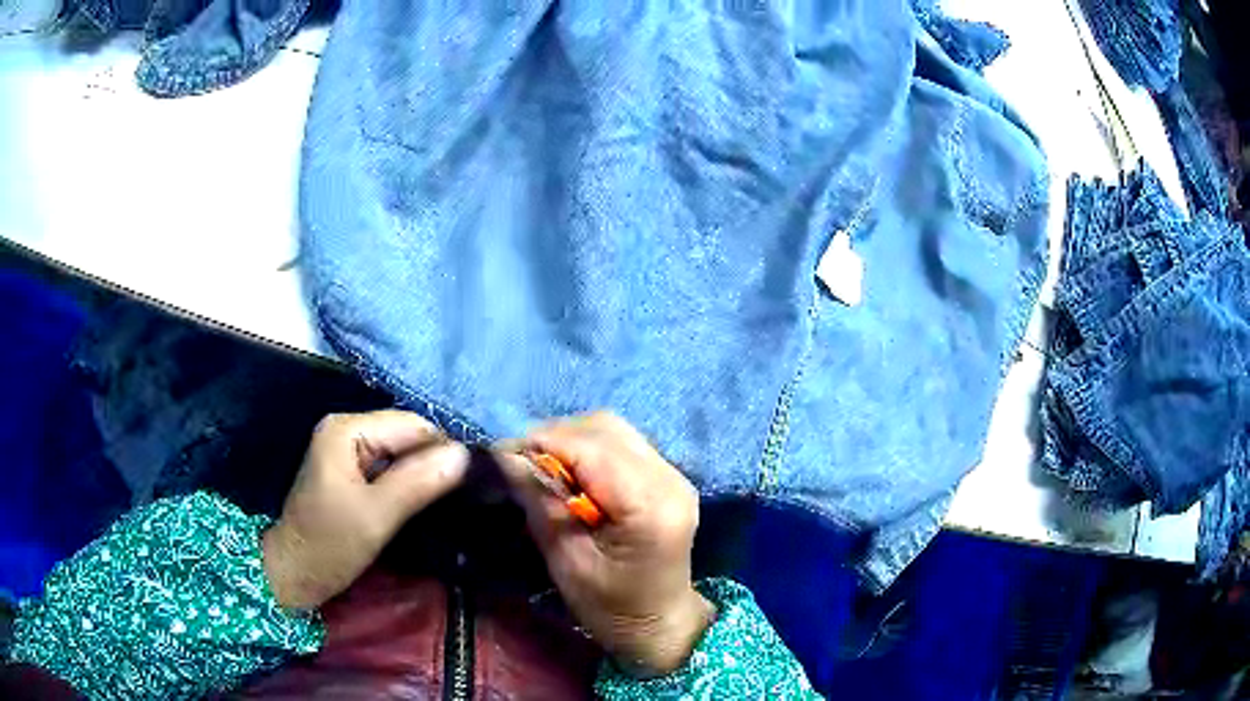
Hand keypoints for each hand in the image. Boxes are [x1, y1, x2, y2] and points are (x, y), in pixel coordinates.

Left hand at [263, 410, 469, 609]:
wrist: (295, 573)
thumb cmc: (330, 544)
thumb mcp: (377, 515)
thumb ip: (418, 482)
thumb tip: (465, 455)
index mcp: (347, 429)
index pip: (412, 425)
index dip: (443, 449)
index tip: (472, 483)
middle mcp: (347, 429)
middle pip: (406, 435)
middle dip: (434, 461)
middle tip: (463, 495)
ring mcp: (347, 450)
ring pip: (401, 452)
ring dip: (424, 474)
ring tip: (449, 500)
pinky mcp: (350, 471)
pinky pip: (390, 467)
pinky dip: (409, 482)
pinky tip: (424, 502)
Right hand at [496, 412, 713, 676]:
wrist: (661, 625)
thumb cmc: (612, 608)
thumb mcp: (568, 563)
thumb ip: (541, 505)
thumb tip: (506, 459)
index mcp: (650, 505)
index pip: (590, 448)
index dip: (541, 443)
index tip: (500, 456)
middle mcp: (669, 478)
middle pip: (604, 428)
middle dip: (554, 437)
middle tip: (519, 463)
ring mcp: (674, 474)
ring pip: (613, 429)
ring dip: (571, 439)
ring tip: (541, 467)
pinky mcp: (668, 477)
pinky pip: (622, 443)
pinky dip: (589, 449)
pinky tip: (570, 473)